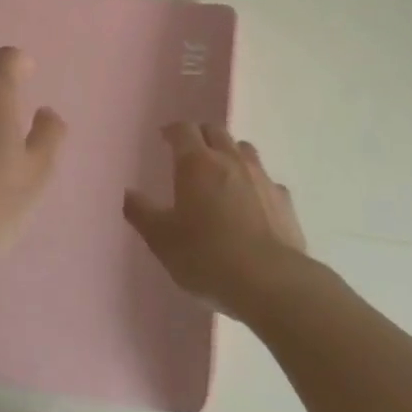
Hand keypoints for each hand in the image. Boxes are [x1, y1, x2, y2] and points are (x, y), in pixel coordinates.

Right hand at [123, 123, 306, 319]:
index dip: (172, 131)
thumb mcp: (162, 240)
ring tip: (222, 173)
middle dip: (201, 136)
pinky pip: (266, 180)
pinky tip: (252, 203)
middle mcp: (230, 160)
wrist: (270, 282)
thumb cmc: (207, 257)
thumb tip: (128, 193)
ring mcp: (261, 177)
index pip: (183, 129)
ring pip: (244, 149)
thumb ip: (142, 213)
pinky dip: (255, 183)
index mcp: (196, 163)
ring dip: (230, 153)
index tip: (164, 138)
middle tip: (190, 152)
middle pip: (215, 131)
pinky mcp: (284, 199)